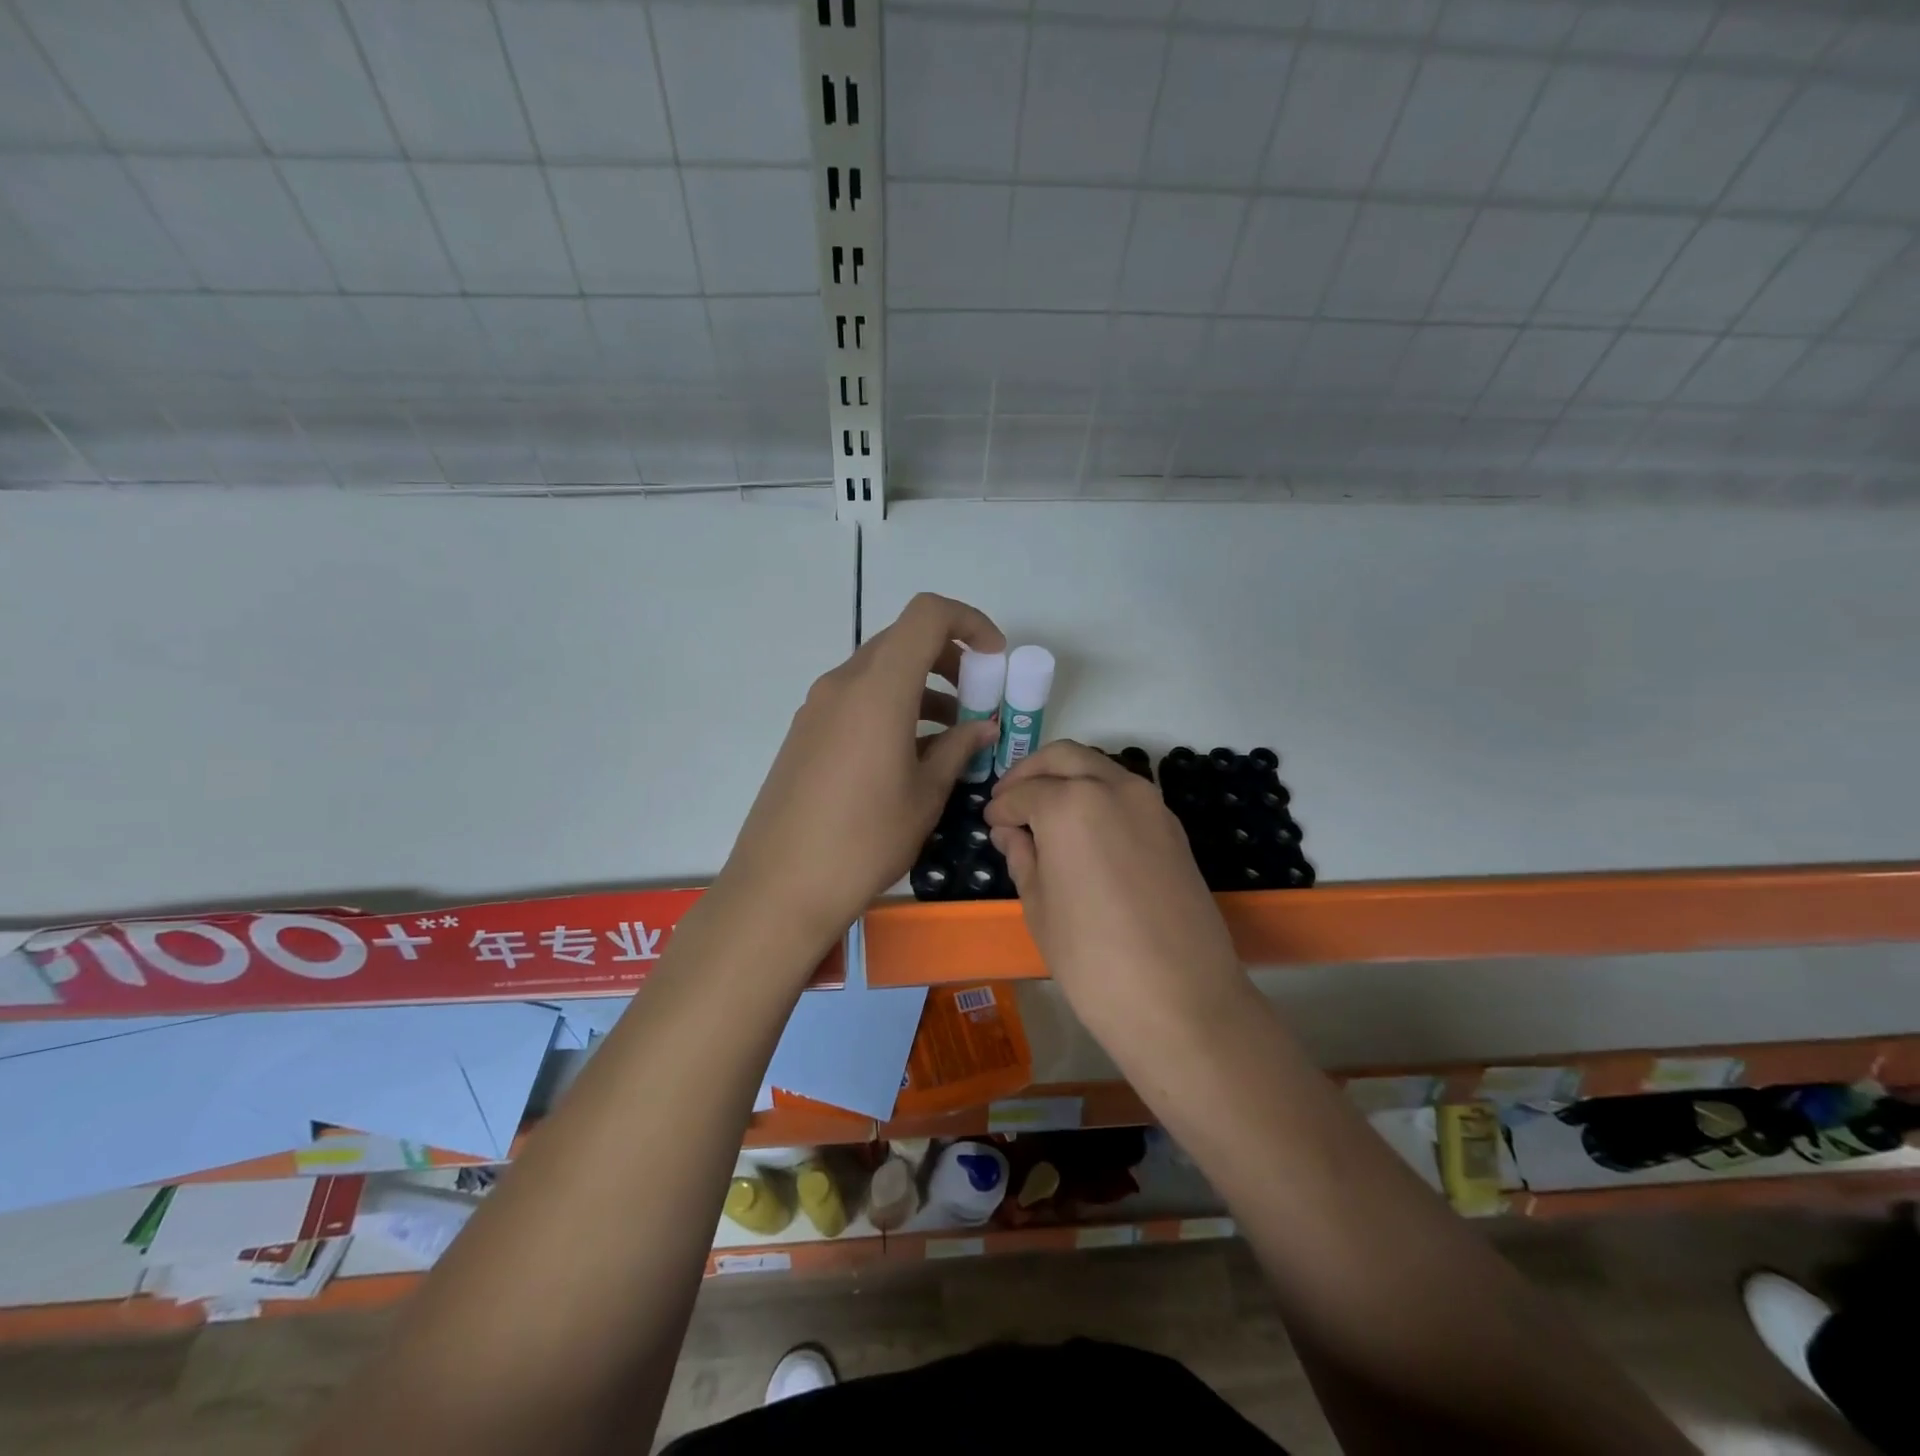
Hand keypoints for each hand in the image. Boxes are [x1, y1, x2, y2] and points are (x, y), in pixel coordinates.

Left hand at [717, 593, 1004, 958]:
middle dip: (949, 659)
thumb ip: (957, 750)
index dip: (969, 622)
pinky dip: (891, 707)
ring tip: (950, 735)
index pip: (927, 616)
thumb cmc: (864, 840)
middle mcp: (843, 684)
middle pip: (902, 641)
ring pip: (879, 671)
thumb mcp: (924, 796)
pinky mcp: (805, 732)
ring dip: (921, 687)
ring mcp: (818, 707)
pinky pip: (856, 699)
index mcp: (878, 689)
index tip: (994, 659)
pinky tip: (909, 755)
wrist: (780, 886)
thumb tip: (982, 727)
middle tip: (976, 700)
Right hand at [985, 741, 1246, 1043]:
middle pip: (1064, 757)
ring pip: (1099, 768)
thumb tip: (1011, 833)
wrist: (1181, 1000)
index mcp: (1070, 803)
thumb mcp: (1039, 908)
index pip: (1023, 792)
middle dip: (1031, 772)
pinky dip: (1098, 796)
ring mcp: (1150, 804)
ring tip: (1045, 814)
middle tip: (1011, 801)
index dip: (1000, 808)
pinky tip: (1083, 831)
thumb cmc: (1093, 959)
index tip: (990, 824)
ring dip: (1067, 778)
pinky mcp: (1172, 827)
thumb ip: (1022, 857)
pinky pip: (1126, 793)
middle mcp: (1113, 787)